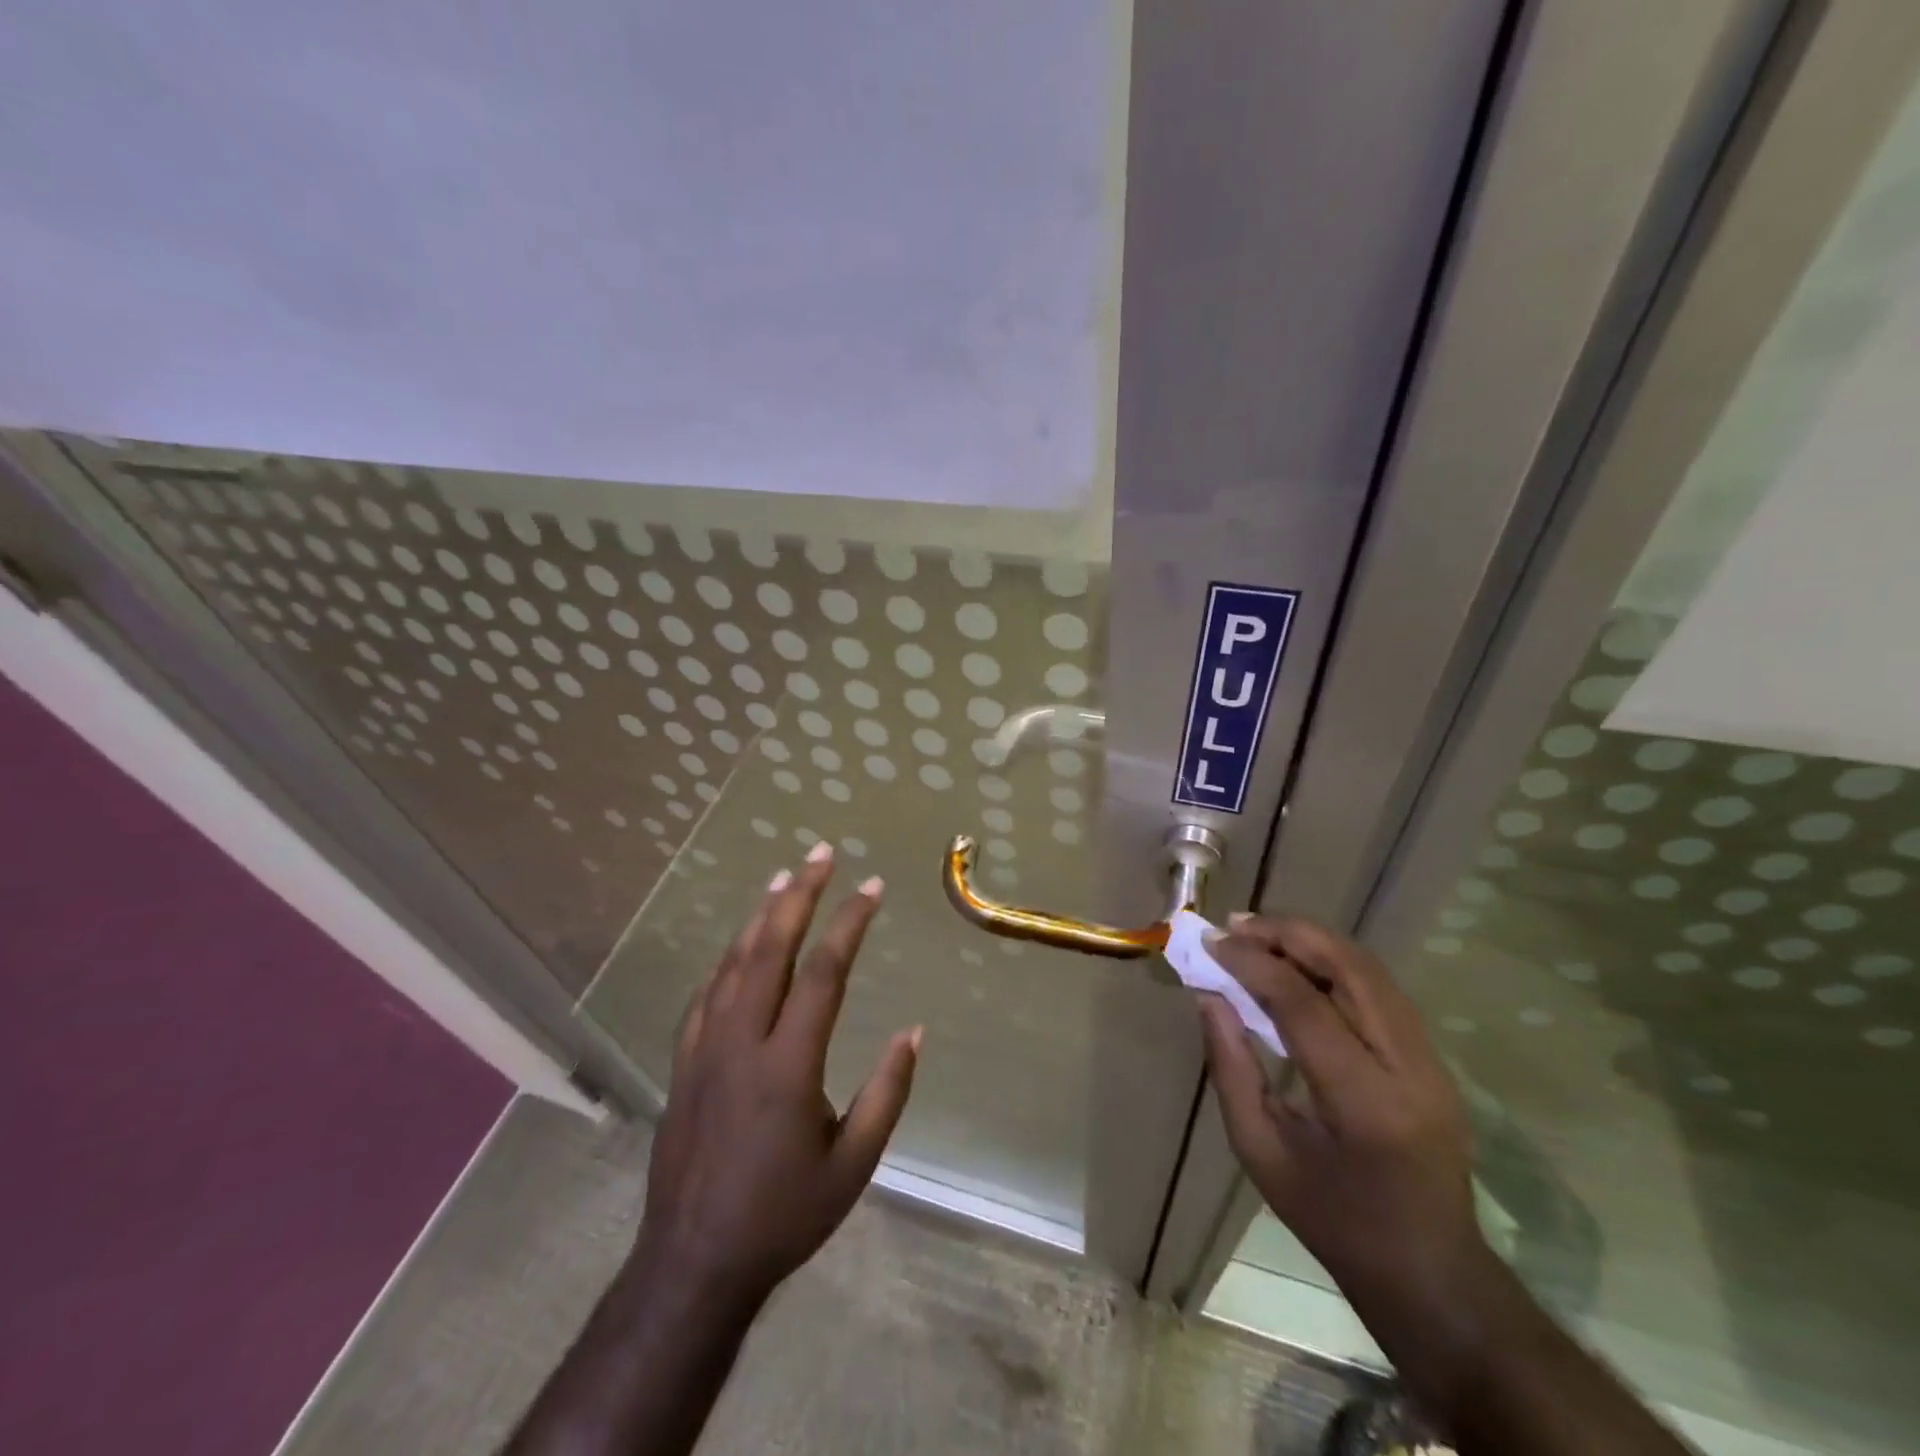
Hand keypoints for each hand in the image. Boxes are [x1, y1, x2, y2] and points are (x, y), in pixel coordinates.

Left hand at [636, 843, 919, 1306]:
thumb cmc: (783, 1215)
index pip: (824, 972)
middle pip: (771, 948)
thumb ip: (887, 1094)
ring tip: (784, 878)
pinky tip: (740, 944)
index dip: (849, 922)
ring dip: (762, 915)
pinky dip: (728, 959)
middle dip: (799, 895)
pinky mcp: (683, 1062)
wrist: (692, 1263)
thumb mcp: (853, 1165)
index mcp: (789, 1064)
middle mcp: (743, 1041)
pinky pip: (707, 993)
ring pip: (734, 962)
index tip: (872, 887)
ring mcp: (705, 1048)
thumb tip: (914, 1033)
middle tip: (821, 854)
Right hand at [1197, 914, 1490, 1323]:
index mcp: (1364, 1104)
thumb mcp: (1261, 1152)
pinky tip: (1297, 964)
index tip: (1211, 943)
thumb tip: (1210, 996)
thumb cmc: (1333, 1220)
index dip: (1253, 963)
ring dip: (1313, 941)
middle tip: (1237, 925)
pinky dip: (1334, 963)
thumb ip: (1231, 1068)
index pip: (1304, 1005)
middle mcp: (1409, 1069)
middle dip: (1290, 934)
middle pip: (1352, 968)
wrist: (1431, 1273)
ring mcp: (1432, 1062)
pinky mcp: (1435, 1059)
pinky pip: (1381, 990)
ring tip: (1260, 934)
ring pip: (1372, 970)